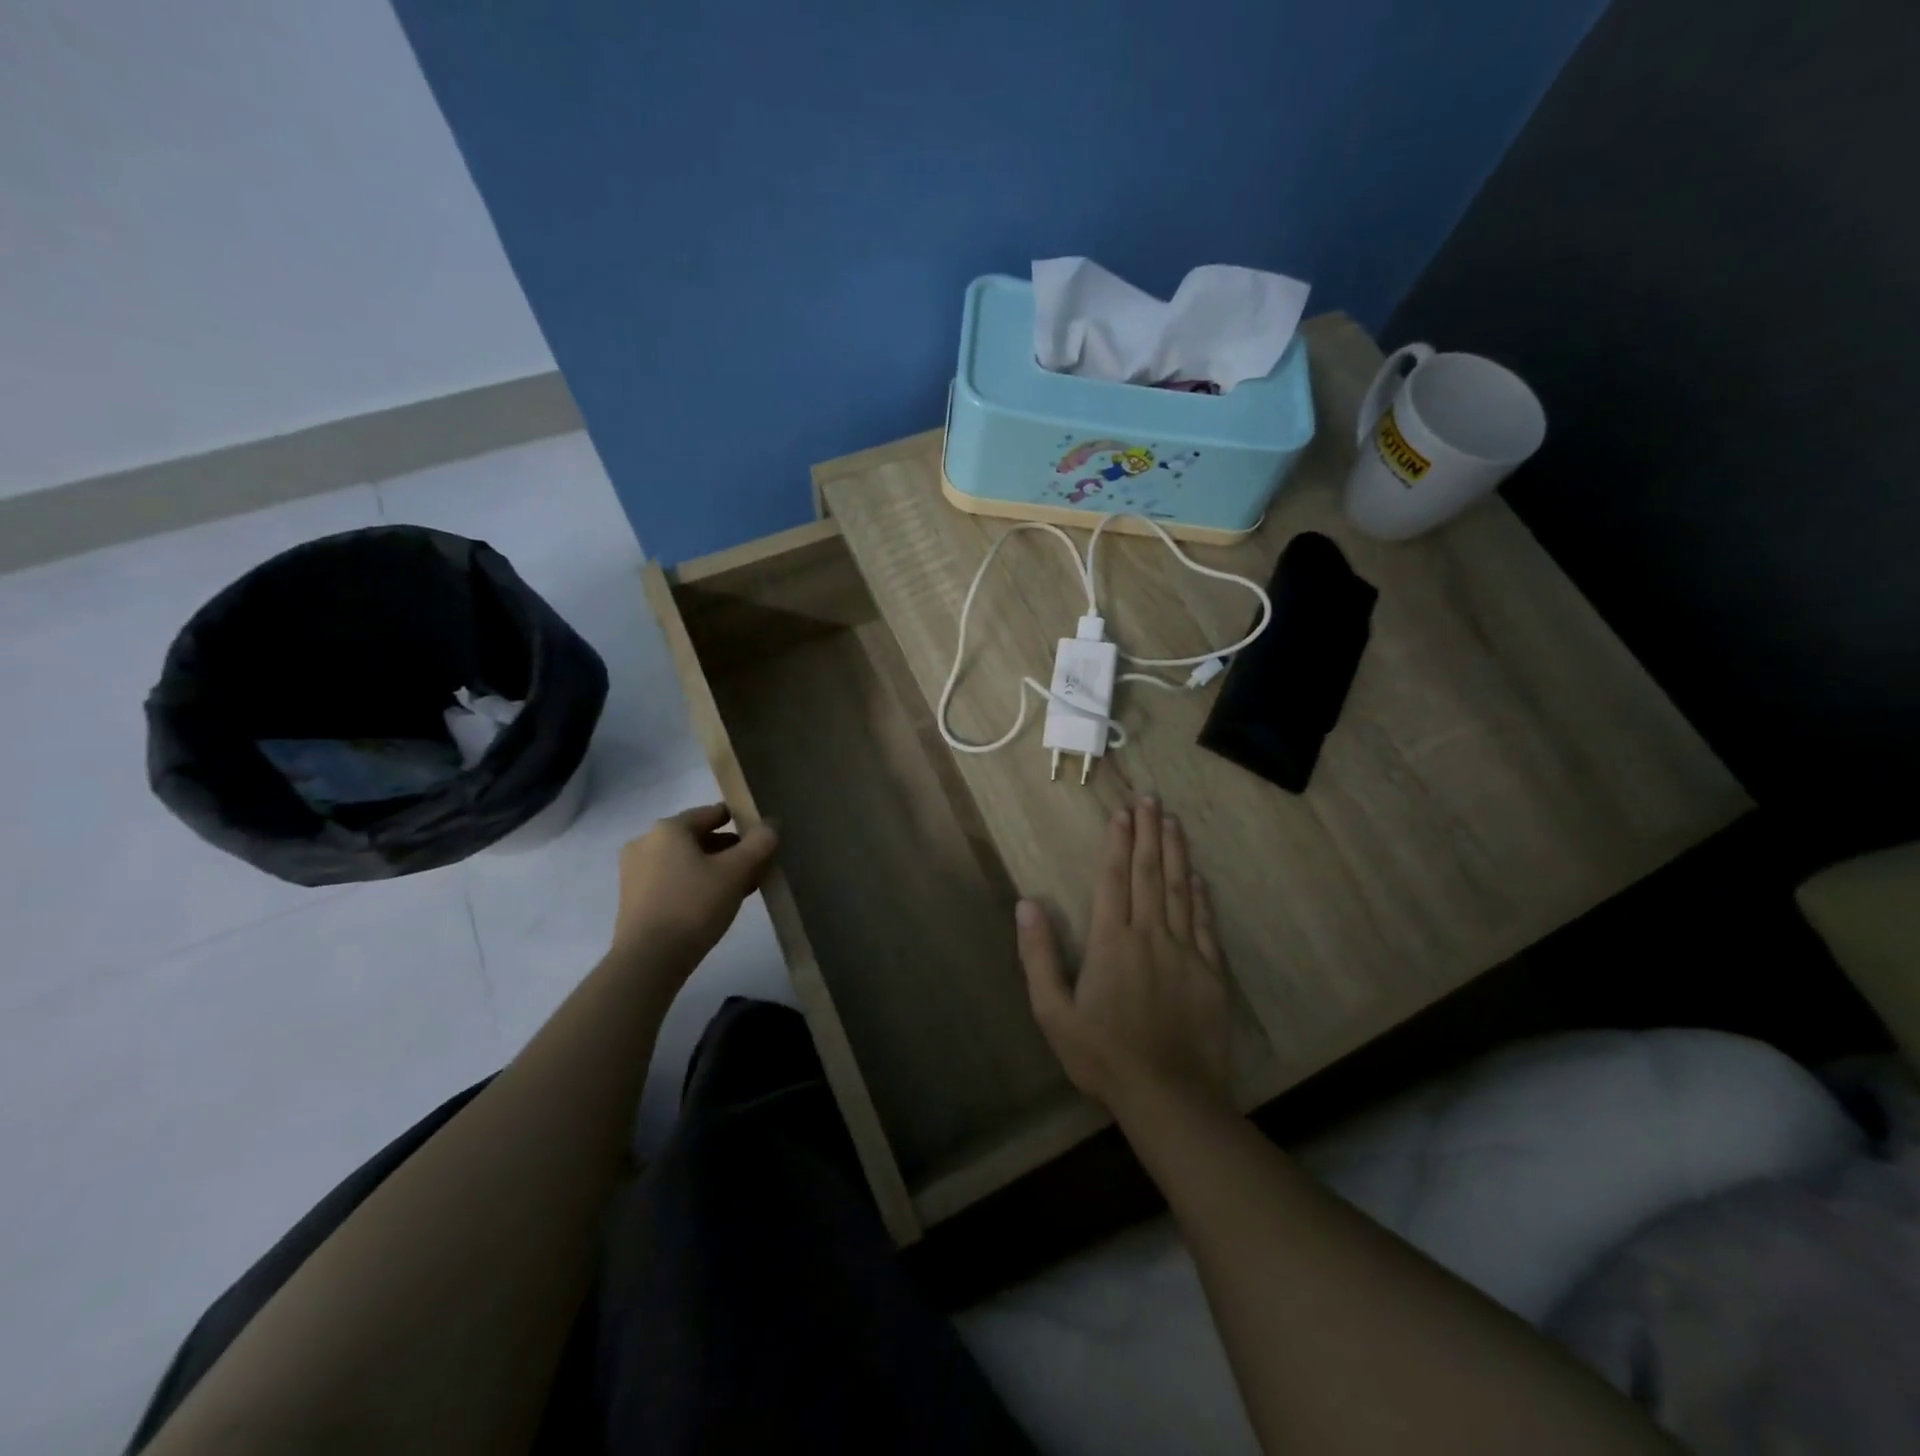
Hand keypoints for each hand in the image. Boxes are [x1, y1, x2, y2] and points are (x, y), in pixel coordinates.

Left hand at [610, 803, 777, 970]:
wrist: (648, 961)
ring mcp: (635, 871)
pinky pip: (672, 880)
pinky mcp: (633, 899)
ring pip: (686, 861)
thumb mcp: (736, 872)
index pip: (712, 813)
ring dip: (714, 869)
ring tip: (742, 887)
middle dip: (729, 850)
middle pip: (698, 837)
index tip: (762, 836)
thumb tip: (771, 825)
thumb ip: (758, 844)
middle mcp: (646, 842)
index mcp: (668, 828)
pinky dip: (695, 884)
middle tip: (757, 866)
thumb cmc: (693, 905)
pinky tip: (716, 903)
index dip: (741, 821)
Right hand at [1016, 798, 1230, 1116]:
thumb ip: (1039, 956)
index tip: (1122, 813)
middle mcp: (1150, 935)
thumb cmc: (1103, 1056)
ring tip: (1172, 821)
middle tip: (1151, 799)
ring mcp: (1185, 952)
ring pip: (1180, 889)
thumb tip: (1026, 905)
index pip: (1114, 878)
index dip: (1117, 842)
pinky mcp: (1211, 972)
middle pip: (1149, 873)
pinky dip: (1201, 895)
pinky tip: (1198, 875)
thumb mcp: (1053, 1012)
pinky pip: (1205, 923)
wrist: (1170, 1097)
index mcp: (1111, 941)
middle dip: (1148, 833)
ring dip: (1175, 852)